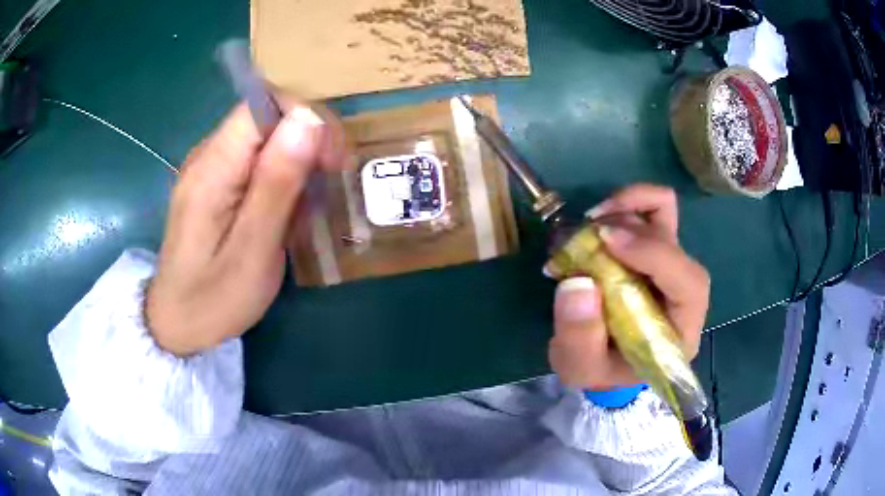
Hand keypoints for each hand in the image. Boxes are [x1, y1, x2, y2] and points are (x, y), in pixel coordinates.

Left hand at [145, 100, 347, 355]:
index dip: (305, 118)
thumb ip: (277, 183)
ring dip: (294, 164)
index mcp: (212, 167)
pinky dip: (278, 178)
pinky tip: (282, 212)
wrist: (175, 324)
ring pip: (264, 139)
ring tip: (303, 209)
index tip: (329, 159)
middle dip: (305, 143)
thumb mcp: (253, 250)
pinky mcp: (212, 183)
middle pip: (266, 118)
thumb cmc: (214, 299)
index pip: (263, 103)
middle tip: (323, 188)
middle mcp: (206, 155)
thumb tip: (309, 119)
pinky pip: (253, 161)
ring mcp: (207, 168)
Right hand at [548, 184, 709, 389]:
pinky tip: (599, 219)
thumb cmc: (599, 370)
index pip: (689, 284)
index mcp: (680, 330)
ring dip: (625, 210)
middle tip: (586, 232)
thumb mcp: (581, 368)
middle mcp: (684, 293)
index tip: (608, 240)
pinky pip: (652, 210)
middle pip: (674, 243)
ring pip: (664, 216)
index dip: (654, 254)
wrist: (604, 361)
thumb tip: (577, 283)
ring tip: (587, 227)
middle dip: (632, 228)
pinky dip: (627, 204)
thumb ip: (579, 338)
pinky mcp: (654, 249)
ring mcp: (670, 265)